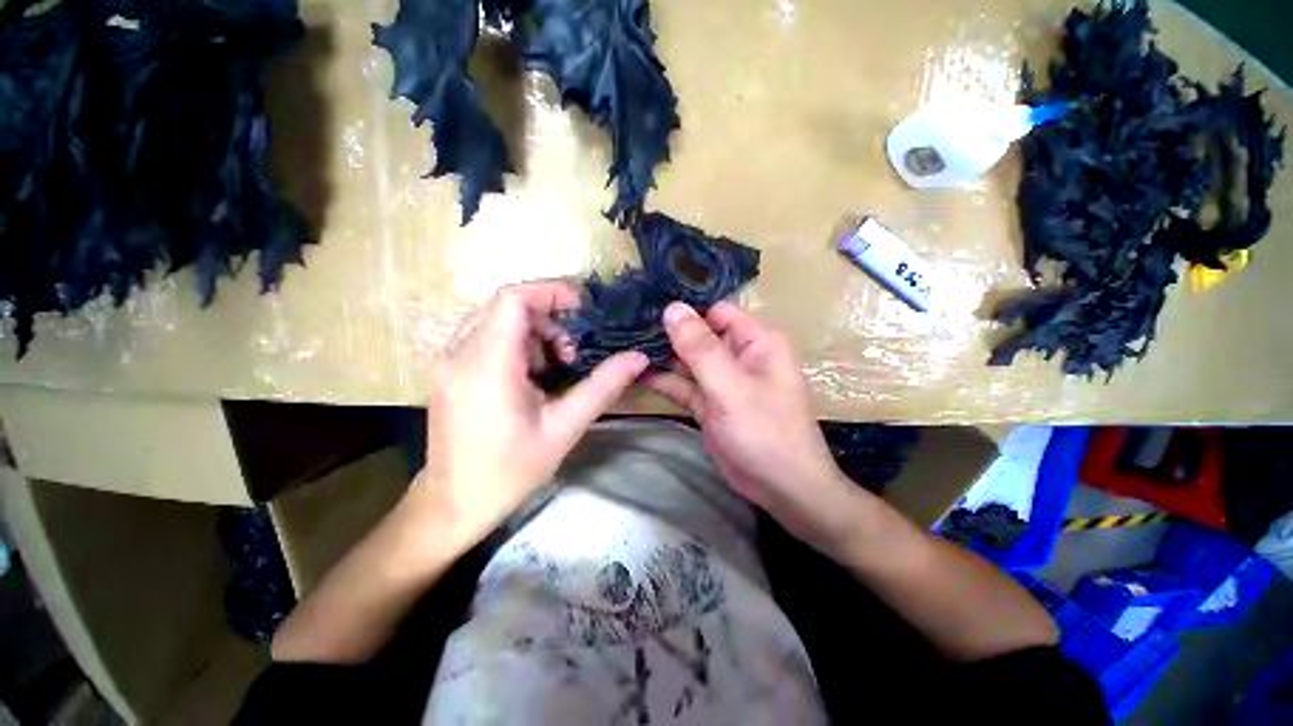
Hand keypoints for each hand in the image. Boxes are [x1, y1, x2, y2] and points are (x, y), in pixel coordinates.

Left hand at [414, 281, 648, 546]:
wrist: (454, 504)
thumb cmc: (511, 470)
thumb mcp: (565, 427)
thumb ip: (603, 386)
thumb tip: (638, 358)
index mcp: (488, 366)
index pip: (512, 299)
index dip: (550, 292)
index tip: (582, 310)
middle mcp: (459, 354)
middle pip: (506, 305)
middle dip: (547, 317)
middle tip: (571, 352)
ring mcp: (448, 361)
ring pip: (495, 318)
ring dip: (533, 331)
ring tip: (554, 366)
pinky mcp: (448, 371)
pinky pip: (484, 335)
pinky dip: (516, 342)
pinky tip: (531, 375)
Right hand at [643, 301, 858, 551]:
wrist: (781, 489)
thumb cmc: (765, 432)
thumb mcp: (730, 387)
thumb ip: (700, 348)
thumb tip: (672, 308)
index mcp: (756, 341)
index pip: (715, 311)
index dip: (685, 310)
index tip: (646, 307)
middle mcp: (739, 354)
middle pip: (698, 334)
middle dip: (666, 333)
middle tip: (625, 326)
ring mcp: (722, 379)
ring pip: (687, 359)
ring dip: (661, 356)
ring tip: (622, 345)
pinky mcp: (710, 401)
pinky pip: (683, 384)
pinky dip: (663, 380)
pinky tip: (634, 372)